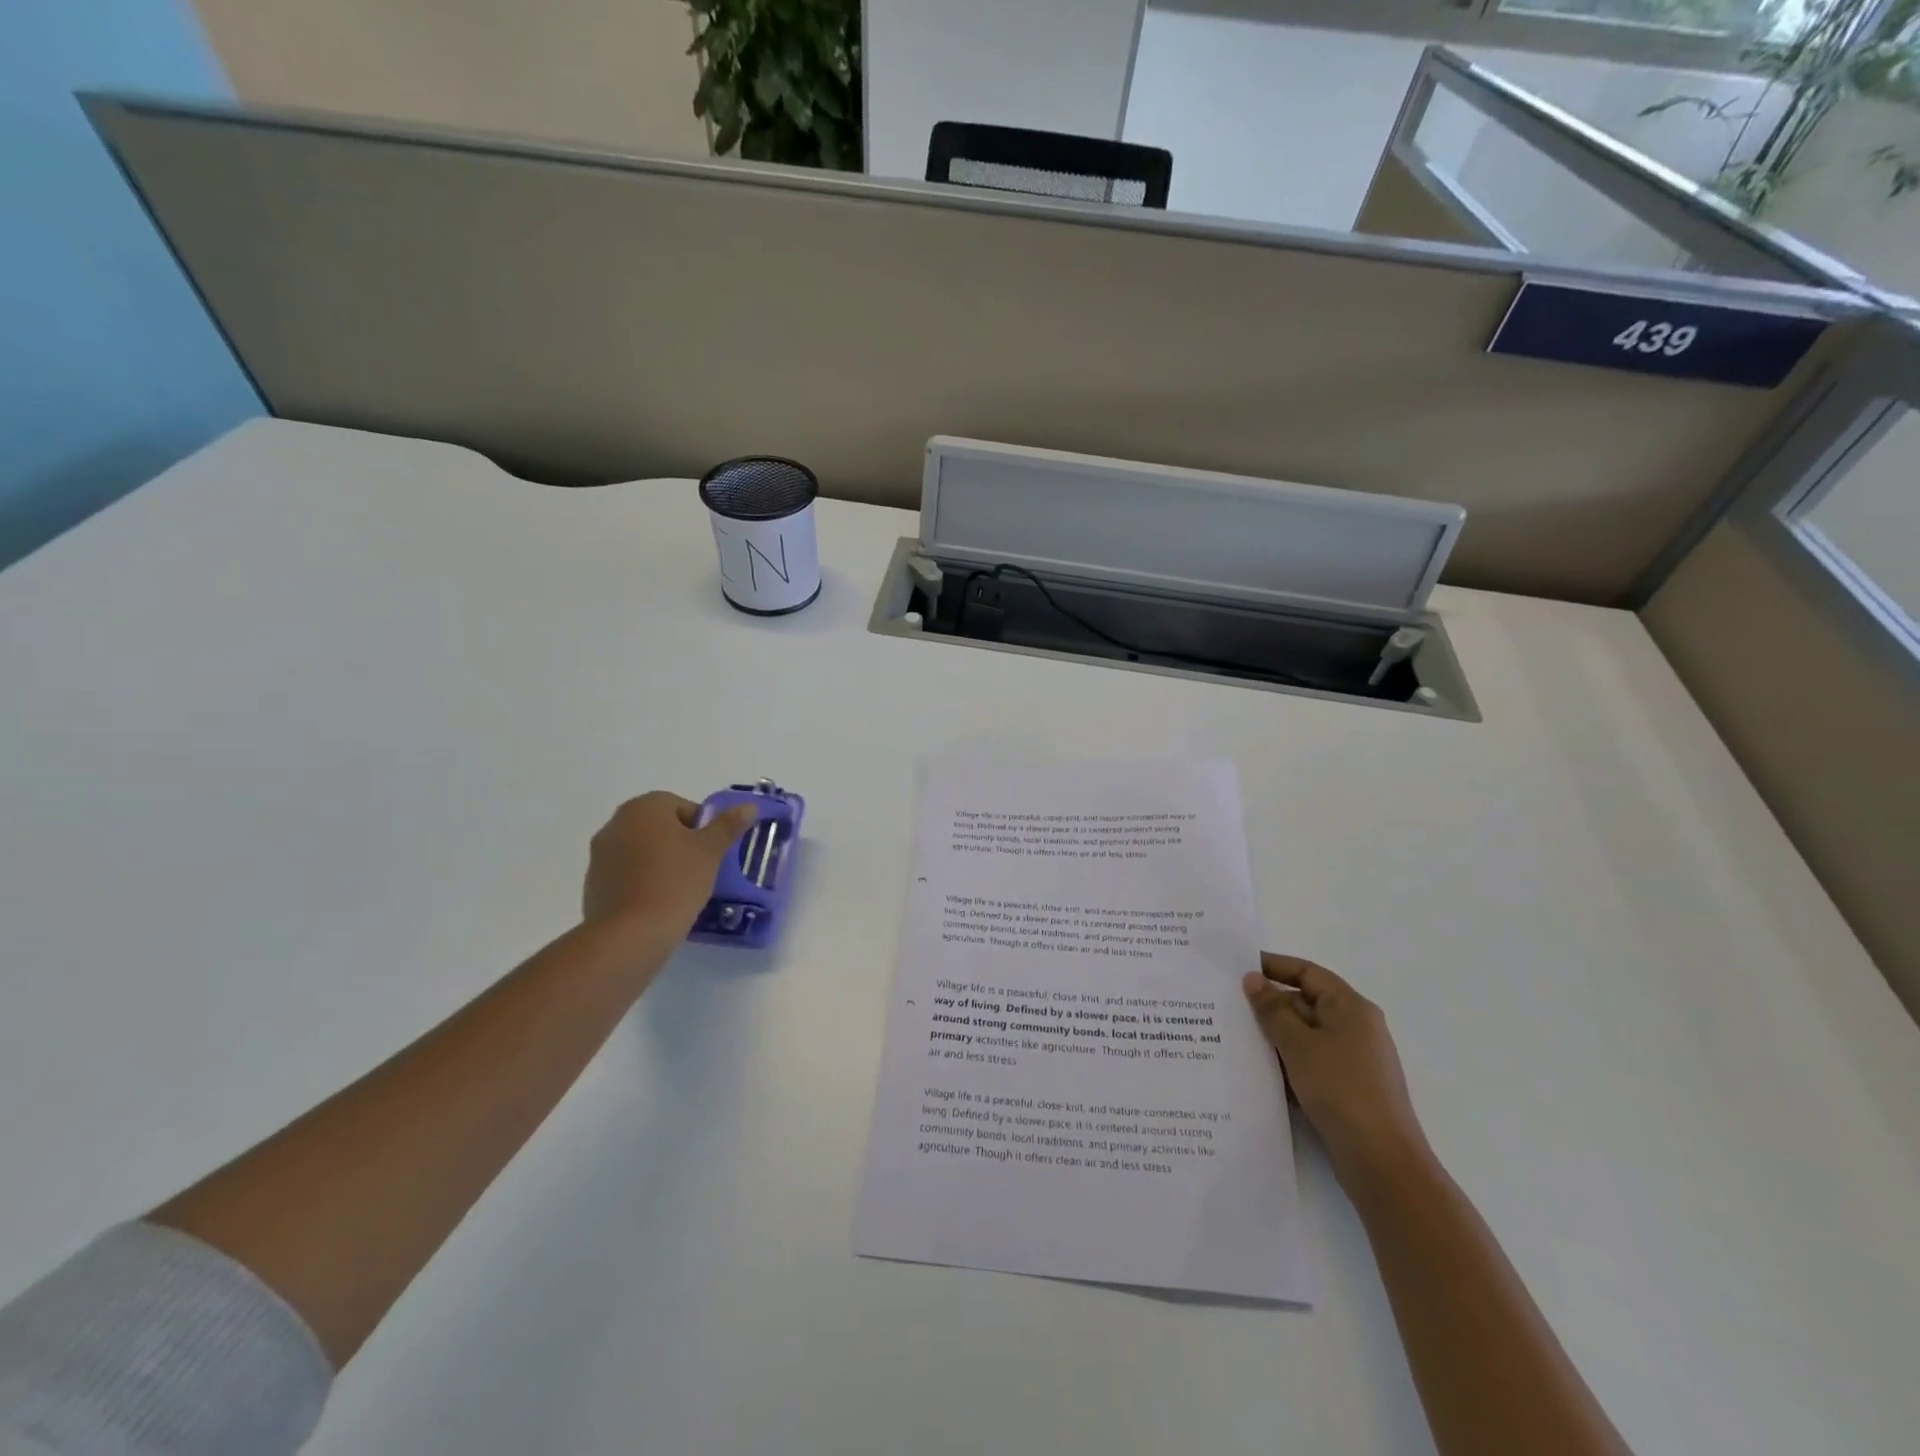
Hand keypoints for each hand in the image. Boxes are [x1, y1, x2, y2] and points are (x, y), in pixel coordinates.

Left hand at [583, 792, 757, 931]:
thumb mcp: (711, 851)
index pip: (682, 806)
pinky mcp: (593, 884)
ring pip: (643, 851)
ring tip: (682, 889)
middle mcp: (616, 823)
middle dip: (681, 843)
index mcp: (644, 807)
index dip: (702, 828)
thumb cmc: (675, 881)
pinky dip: (644, 882)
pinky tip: (659, 903)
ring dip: (661, 862)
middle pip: (660, 827)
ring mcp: (600, 854)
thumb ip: (728, 825)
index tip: (712, 852)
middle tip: (701, 868)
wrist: (630, 934)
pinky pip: (627, 874)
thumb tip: (749, 806)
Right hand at [1243, 953, 1429, 1185]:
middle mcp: (1354, 1028)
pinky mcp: (1344, 1089)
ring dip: (1272, 1036)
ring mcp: (1351, 1060)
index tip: (1237, 967)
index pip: (1307, 973)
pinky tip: (1255, 1070)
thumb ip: (1272, 1009)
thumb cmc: (1341, 1089)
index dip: (1273, 966)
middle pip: (1304, 1003)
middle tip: (1225, 1004)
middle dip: (1267, 1004)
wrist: (1381, 1161)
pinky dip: (1284, 1062)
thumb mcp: (1299, 1044)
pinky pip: (1307, 1063)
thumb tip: (1252, 979)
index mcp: (1350, 1007)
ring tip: (1231, 1035)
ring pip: (1303, 1036)